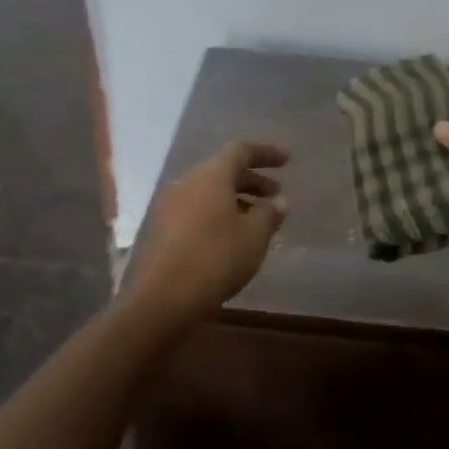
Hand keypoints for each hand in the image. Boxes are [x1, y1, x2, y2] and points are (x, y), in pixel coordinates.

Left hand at [127, 139, 288, 324]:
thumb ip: (269, 214)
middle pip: (223, 171)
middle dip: (252, 180)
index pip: (241, 150)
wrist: (162, 297)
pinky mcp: (161, 230)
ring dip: (235, 200)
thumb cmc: (216, 258)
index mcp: (211, 176)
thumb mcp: (254, 236)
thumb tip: (278, 201)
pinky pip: (196, 211)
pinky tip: (231, 237)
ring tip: (257, 219)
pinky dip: (218, 215)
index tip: (287, 160)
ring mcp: (169, 206)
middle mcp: (187, 183)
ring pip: (208, 193)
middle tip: (275, 195)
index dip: (266, 153)